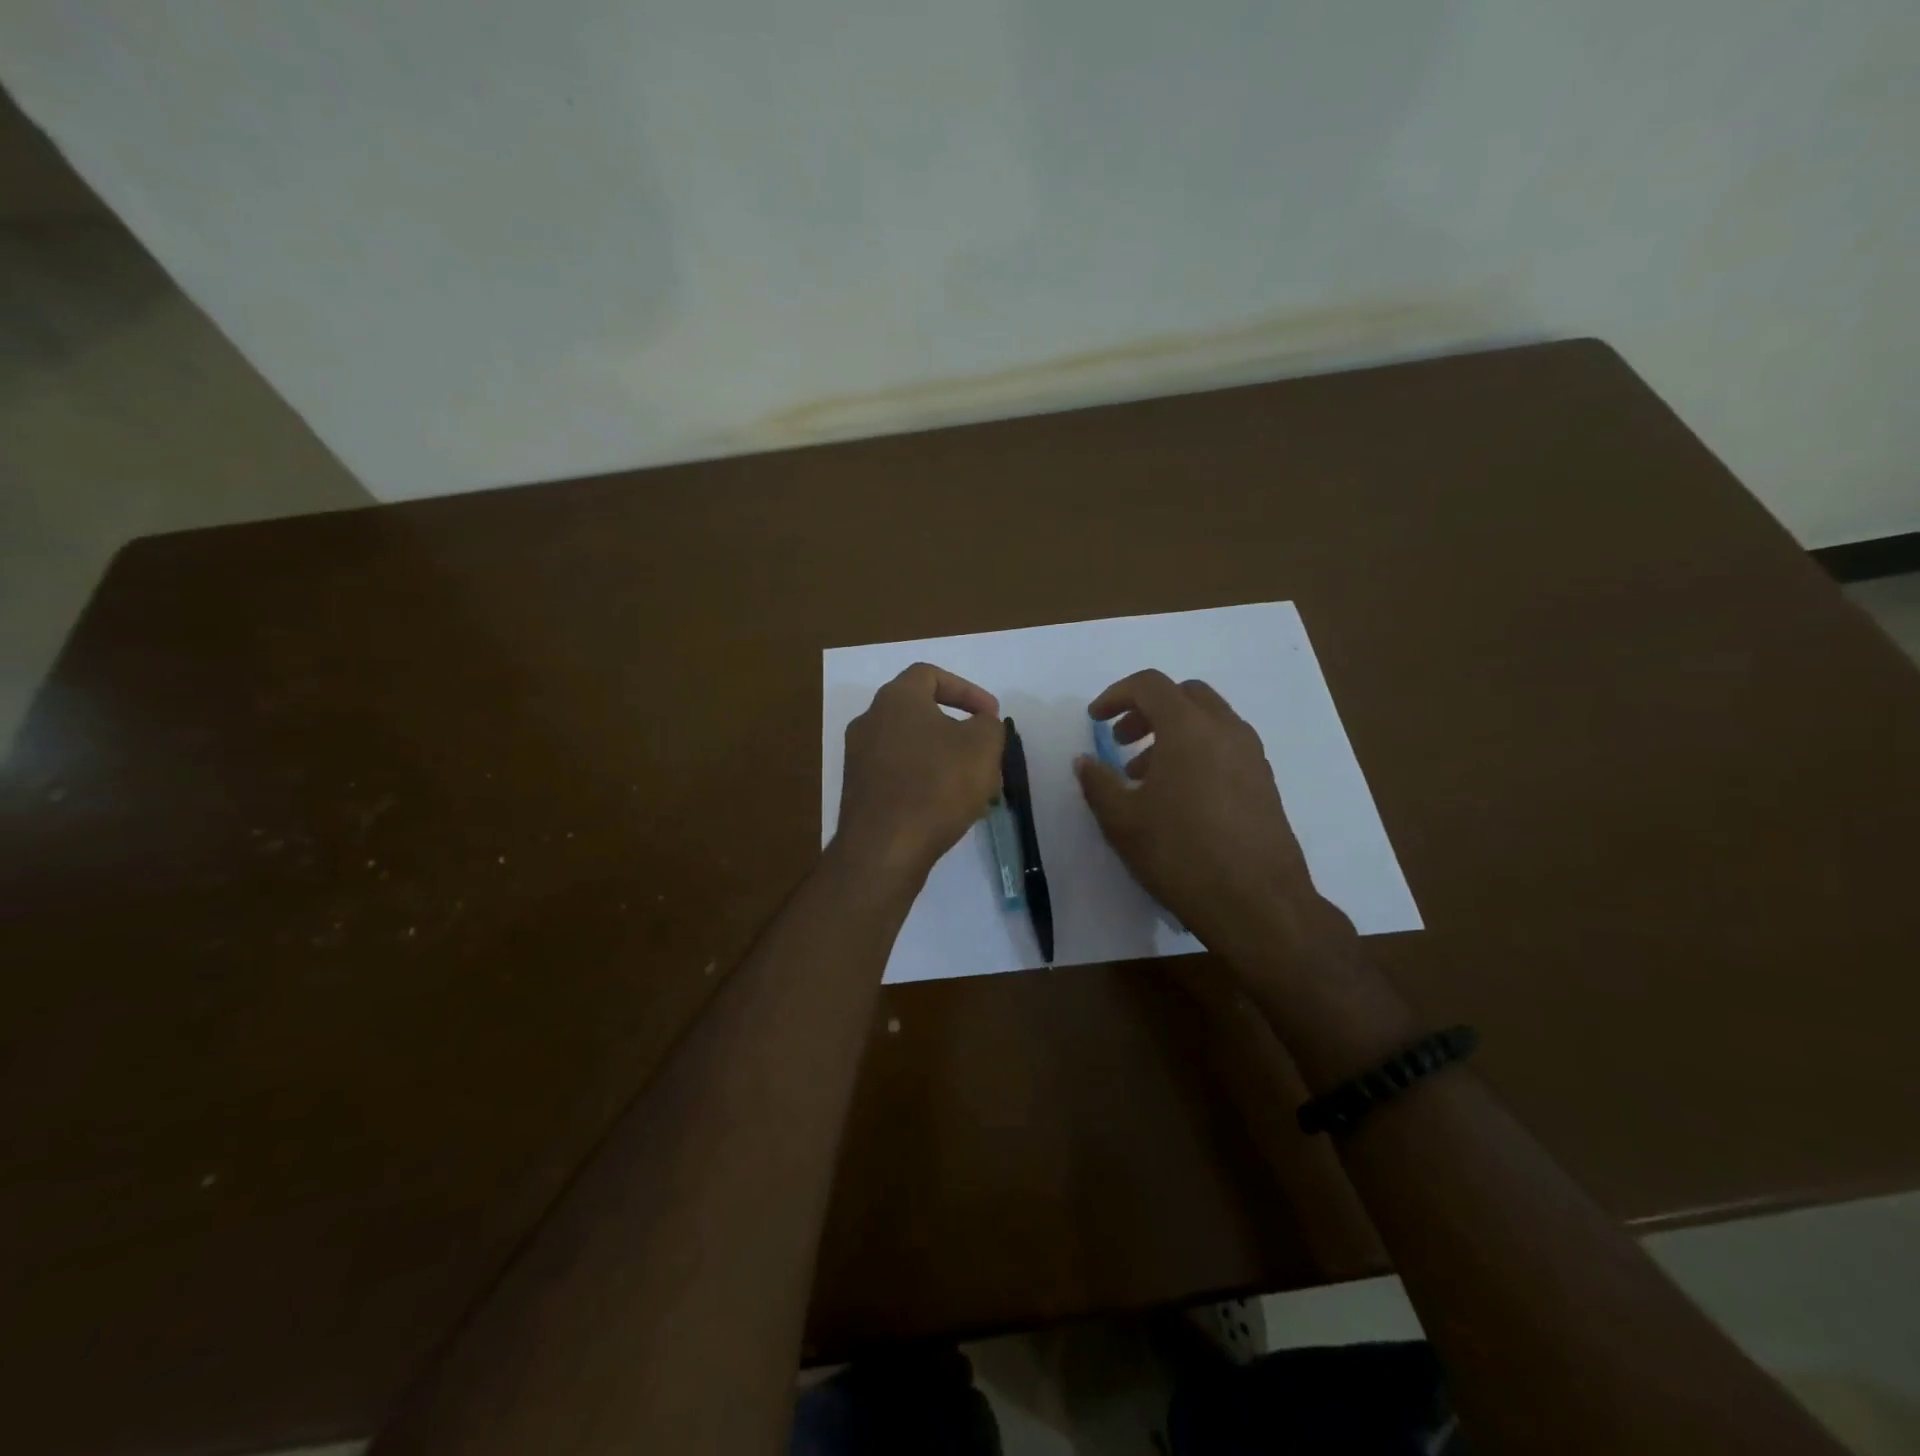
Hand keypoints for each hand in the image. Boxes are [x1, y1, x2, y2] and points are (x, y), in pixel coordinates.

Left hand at [835, 663, 1005, 883]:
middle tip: (985, 752)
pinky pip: (899, 775)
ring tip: (975, 786)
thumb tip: (979, 725)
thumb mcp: (983, 746)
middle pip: (921, 714)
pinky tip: (948, 807)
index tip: (991, 716)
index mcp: (896, 699)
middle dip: (959, 730)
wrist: (884, 849)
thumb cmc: (937, 785)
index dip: (967, 690)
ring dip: (945, 759)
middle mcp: (869, 721)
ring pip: (912, 747)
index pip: (931, 675)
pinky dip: (925, 782)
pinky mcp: (858, 791)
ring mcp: (858, 758)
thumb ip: (988, 725)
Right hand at [1076, 669, 1321, 948]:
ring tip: (1145, 775)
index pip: (1150, 685)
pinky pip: (1226, 746)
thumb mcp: (1122, 820)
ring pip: (1209, 721)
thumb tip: (1085, 761)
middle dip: (1148, 710)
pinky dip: (1198, 752)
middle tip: (1122, 741)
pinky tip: (1180, 796)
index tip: (1095, 719)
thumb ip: (1098, 782)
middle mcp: (1226, 729)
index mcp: (1188, 728)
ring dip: (1173, 733)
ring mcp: (1252, 755)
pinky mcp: (1265, 782)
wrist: (1257, 902)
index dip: (1116, 695)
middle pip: (1184, 695)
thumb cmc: (1180, 853)